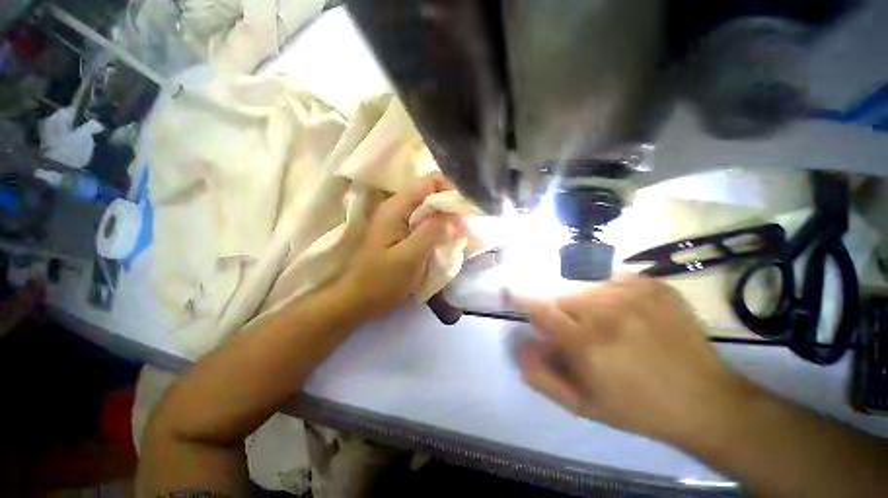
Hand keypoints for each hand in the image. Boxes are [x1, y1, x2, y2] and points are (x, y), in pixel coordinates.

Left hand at [342, 173, 463, 318]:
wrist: (358, 299)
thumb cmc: (382, 281)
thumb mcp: (409, 257)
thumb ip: (433, 233)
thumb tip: (457, 215)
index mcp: (397, 207)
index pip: (431, 181)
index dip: (452, 190)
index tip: (466, 210)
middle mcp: (397, 207)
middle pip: (431, 194)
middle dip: (451, 206)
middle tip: (464, 226)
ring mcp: (399, 219)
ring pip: (430, 209)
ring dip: (446, 219)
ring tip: (458, 234)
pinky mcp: (401, 232)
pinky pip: (425, 222)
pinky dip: (438, 228)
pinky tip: (445, 241)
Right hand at [511, 275, 756, 446]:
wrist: (706, 401)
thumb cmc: (637, 408)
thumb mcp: (582, 405)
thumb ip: (540, 375)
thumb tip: (520, 342)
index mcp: (586, 345)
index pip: (539, 308)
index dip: (520, 296)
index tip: (508, 288)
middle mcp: (606, 312)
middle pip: (561, 296)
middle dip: (560, 311)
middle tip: (576, 330)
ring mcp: (633, 294)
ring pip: (583, 285)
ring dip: (582, 301)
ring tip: (604, 323)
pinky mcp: (653, 285)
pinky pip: (612, 278)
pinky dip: (608, 291)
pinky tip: (624, 311)